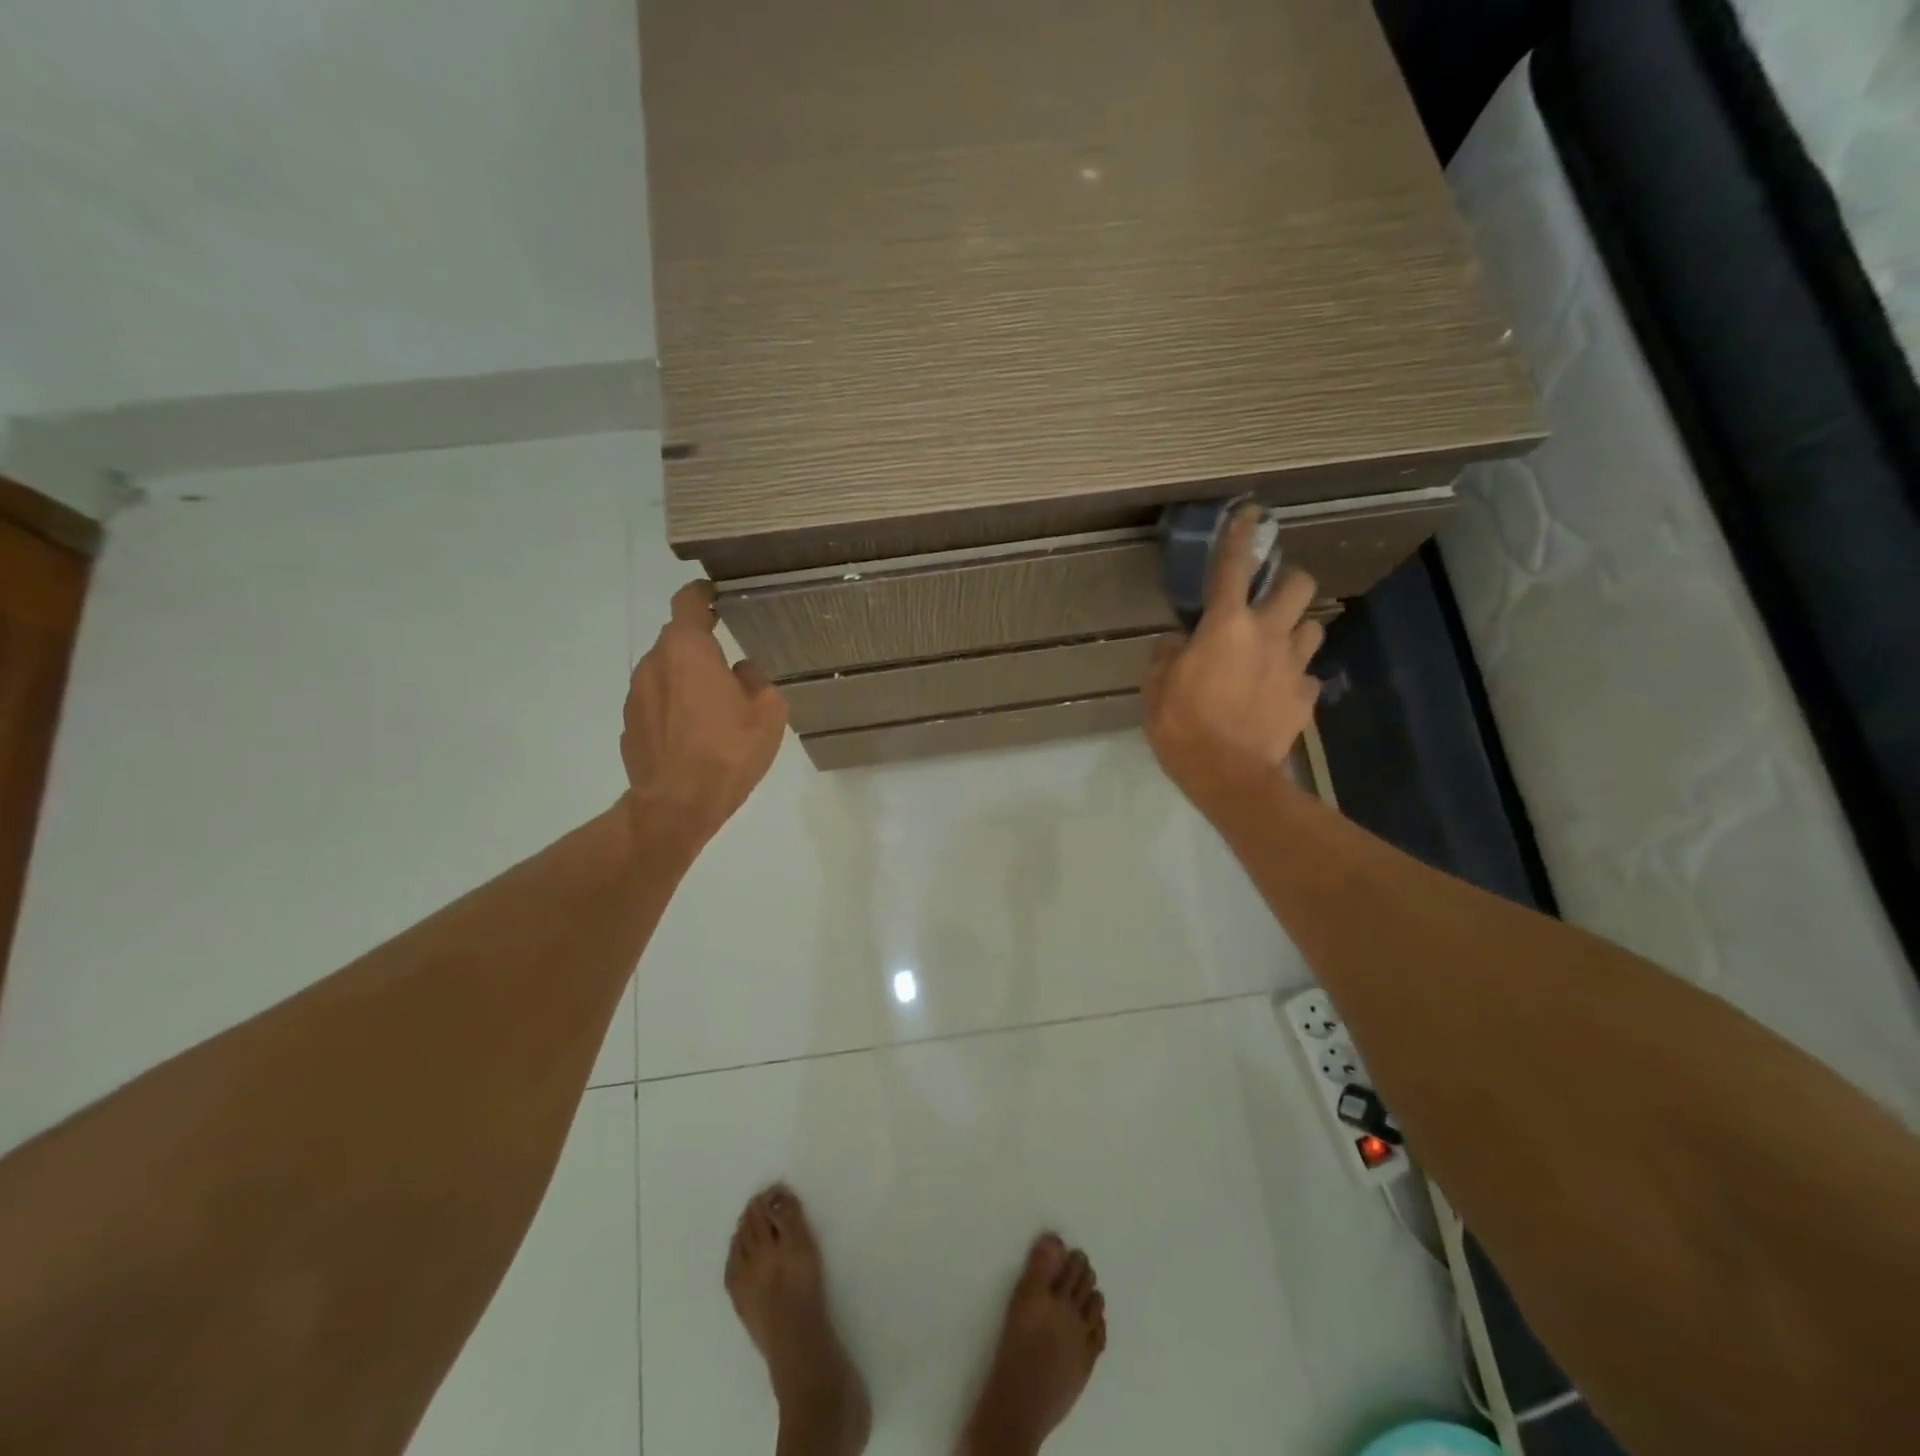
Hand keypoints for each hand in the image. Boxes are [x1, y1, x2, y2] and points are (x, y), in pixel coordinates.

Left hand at [621, 581, 788, 856]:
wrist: (676, 804)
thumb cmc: (728, 751)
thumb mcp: (768, 713)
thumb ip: (758, 681)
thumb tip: (742, 671)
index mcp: (688, 650)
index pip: (688, 602)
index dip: (702, 594)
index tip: (716, 595)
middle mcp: (654, 663)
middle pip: (678, 642)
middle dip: (701, 649)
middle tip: (730, 670)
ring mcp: (635, 695)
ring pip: (666, 673)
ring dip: (687, 681)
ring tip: (714, 710)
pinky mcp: (629, 725)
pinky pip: (656, 703)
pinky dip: (673, 708)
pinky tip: (694, 735)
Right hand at [1142, 507, 1324, 819]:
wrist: (1229, 776)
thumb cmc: (1183, 726)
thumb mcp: (1156, 689)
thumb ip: (1167, 656)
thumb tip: (1178, 641)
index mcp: (1226, 626)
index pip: (1232, 568)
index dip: (1239, 536)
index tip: (1249, 513)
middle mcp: (1268, 634)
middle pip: (1299, 585)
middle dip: (1288, 581)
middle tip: (1269, 598)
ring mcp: (1293, 666)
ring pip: (1313, 626)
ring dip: (1296, 629)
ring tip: (1277, 646)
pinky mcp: (1306, 697)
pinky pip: (1307, 676)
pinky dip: (1294, 678)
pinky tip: (1278, 692)